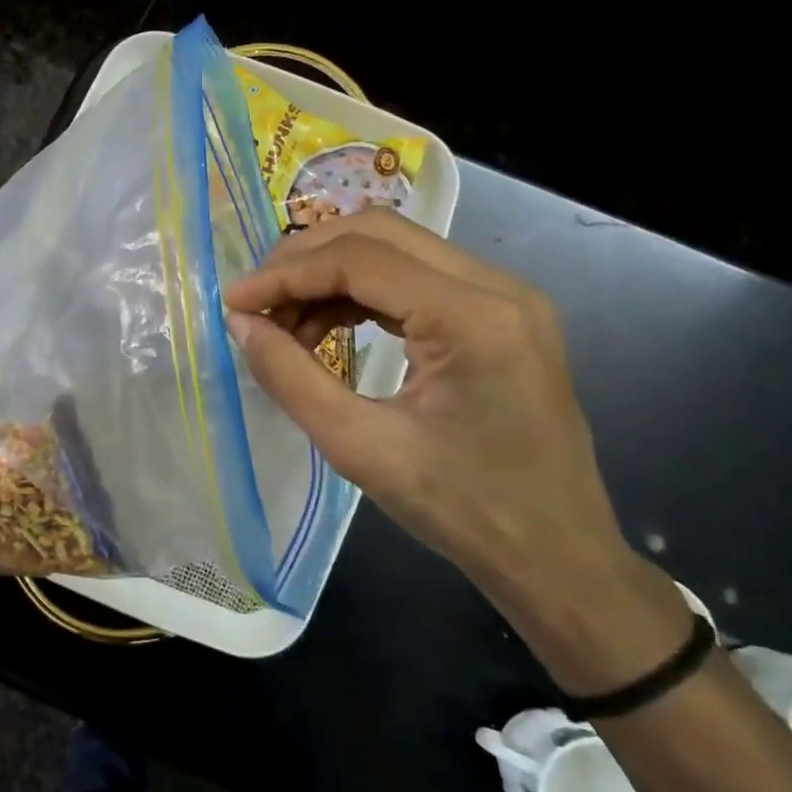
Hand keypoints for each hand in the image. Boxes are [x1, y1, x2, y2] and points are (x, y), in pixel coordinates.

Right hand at [221, 209, 636, 618]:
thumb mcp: (361, 449)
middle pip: (380, 233)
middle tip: (256, 304)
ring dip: (331, 277)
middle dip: (306, 261)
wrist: (557, 558)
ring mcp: (504, 297)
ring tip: (284, 326)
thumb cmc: (464, 511)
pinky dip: (361, 295)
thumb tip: (241, 324)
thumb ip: (291, 378)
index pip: (360, 259)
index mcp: (474, 316)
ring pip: (396, 250)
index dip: (286, 274)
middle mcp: (497, 287)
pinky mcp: (498, 315)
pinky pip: (416, 280)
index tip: (233, 303)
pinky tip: (327, 330)